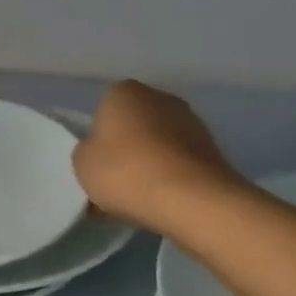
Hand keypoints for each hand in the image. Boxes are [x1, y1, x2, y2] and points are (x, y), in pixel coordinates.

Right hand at [72, 81, 244, 232]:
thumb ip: (87, 151)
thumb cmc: (125, 171)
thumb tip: (101, 152)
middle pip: (134, 125)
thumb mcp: (82, 163)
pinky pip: (178, 164)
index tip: (95, 163)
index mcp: (124, 92)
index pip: (104, 109)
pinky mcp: (213, 151)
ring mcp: (192, 123)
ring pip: (158, 145)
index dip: (97, 137)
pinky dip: (169, 178)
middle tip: (113, 181)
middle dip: (125, 148)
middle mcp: (161, 98)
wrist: (191, 200)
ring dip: (149, 164)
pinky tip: (159, 203)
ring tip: (136, 199)